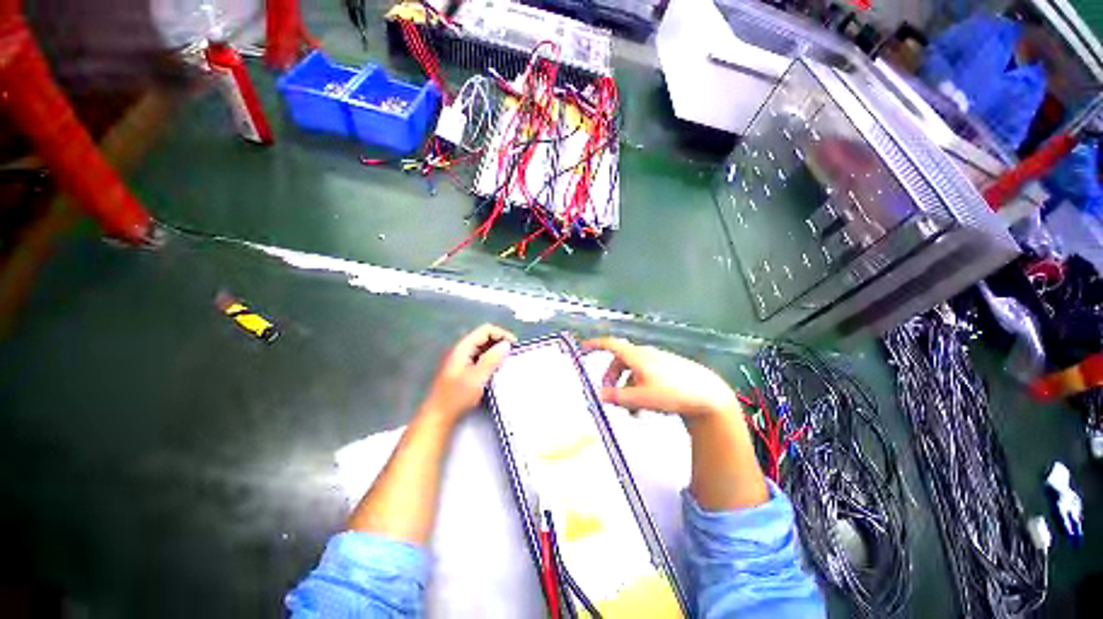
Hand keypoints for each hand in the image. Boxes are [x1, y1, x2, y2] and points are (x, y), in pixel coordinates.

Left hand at [422, 324, 515, 422]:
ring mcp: (461, 360)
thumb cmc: (457, 397)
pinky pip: (480, 358)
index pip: (485, 330)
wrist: (438, 417)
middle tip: (513, 353)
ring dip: (496, 351)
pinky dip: (490, 359)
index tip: (515, 345)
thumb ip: (492, 359)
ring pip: (482, 348)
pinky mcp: (463, 370)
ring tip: (507, 361)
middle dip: (500, 341)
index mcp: (463, 348)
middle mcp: (461, 350)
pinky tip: (497, 369)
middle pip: (484, 337)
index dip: (501, 334)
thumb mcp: (478, 377)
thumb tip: (506, 344)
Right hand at [583, 337, 739, 418]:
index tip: (584, 348)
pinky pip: (645, 375)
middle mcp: (646, 355)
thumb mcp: (641, 398)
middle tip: (608, 393)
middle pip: (620, 360)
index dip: (596, 345)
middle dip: (611, 376)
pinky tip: (645, 405)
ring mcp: (658, 361)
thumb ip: (618, 397)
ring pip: (633, 370)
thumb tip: (600, 395)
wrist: (708, 395)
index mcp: (637, 356)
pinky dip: (638, 387)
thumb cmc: (673, 393)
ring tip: (630, 409)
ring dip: (626, 386)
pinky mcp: (668, 369)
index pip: (611, 344)